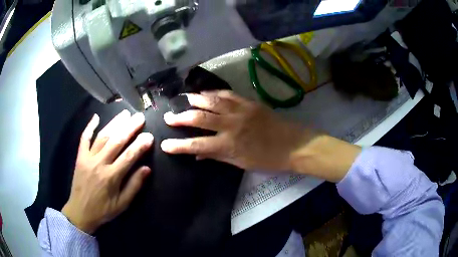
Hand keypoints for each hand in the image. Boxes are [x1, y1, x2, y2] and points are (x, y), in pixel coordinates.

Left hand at [62, 110, 153, 233]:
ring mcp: (88, 158)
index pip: (129, 156)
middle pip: (116, 142)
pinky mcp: (80, 157)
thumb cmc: (103, 210)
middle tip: (140, 117)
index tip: (150, 136)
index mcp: (111, 177)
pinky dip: (89, 127)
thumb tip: (147, 169)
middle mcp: (99, 164)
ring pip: (102, 137)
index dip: (140, 145)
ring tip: (125, 113)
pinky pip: (84, 139)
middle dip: (129, 128)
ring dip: (114, 123)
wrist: (80, 212)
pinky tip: (96, 117)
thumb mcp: (122, 204)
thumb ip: (134, 186)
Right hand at [161, 91, 360, 181]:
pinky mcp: (249, 102)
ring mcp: (239, 111)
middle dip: (180, 118)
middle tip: (168, 116)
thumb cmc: (268, 159)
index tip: (164, 144)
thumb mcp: (241, 163)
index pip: (196, 146)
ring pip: (211, 102)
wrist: (294, 144)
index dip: (178, 146)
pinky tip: (205, 93)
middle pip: (199, 119)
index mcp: (228, 145)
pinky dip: (214, 93)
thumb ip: (218, 156)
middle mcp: (230, 126)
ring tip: (183, 99)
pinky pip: (227, 95)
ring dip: (195, 100)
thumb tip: (198, 154)